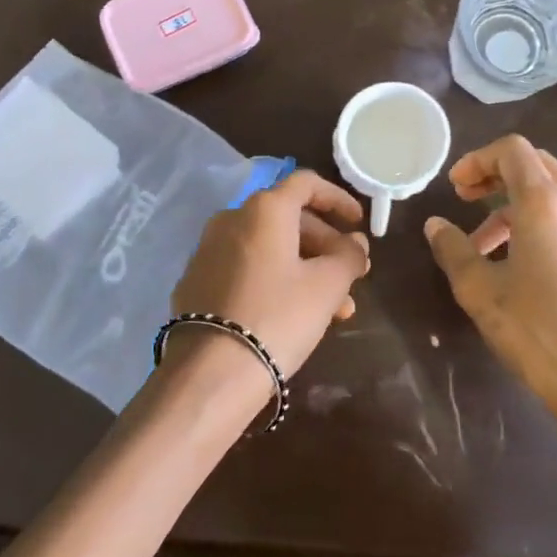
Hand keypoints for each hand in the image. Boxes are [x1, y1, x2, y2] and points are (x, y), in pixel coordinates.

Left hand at [169, 169, 370, 383]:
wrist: (211, 372)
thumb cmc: (279, 317)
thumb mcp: (327, 286)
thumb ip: (349, 256)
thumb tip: (355, 242)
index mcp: (264, 209)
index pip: (306, 184)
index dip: (337, 199)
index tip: (358, 223)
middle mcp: (231, 218)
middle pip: (289, 219)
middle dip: (326, 245)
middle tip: (354, 274)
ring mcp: (209, 251)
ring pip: (270, 249)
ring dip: (307, 269)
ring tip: (338, 309)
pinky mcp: (198, 282)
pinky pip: (247, 268)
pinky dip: (277, 280)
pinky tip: (298, 315)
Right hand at [423, 135, 556, 462]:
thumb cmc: (538, 334)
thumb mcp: (481, 292)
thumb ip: (454, 250)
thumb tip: (436, 225)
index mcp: (546, 204)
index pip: (512, 151)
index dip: (478, 160)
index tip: (456, 188)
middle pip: (537, 166)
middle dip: (498, 177)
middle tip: (468, 202)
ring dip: (519, 207)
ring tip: (491, 248)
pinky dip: (547, 225)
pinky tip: (532, 268)